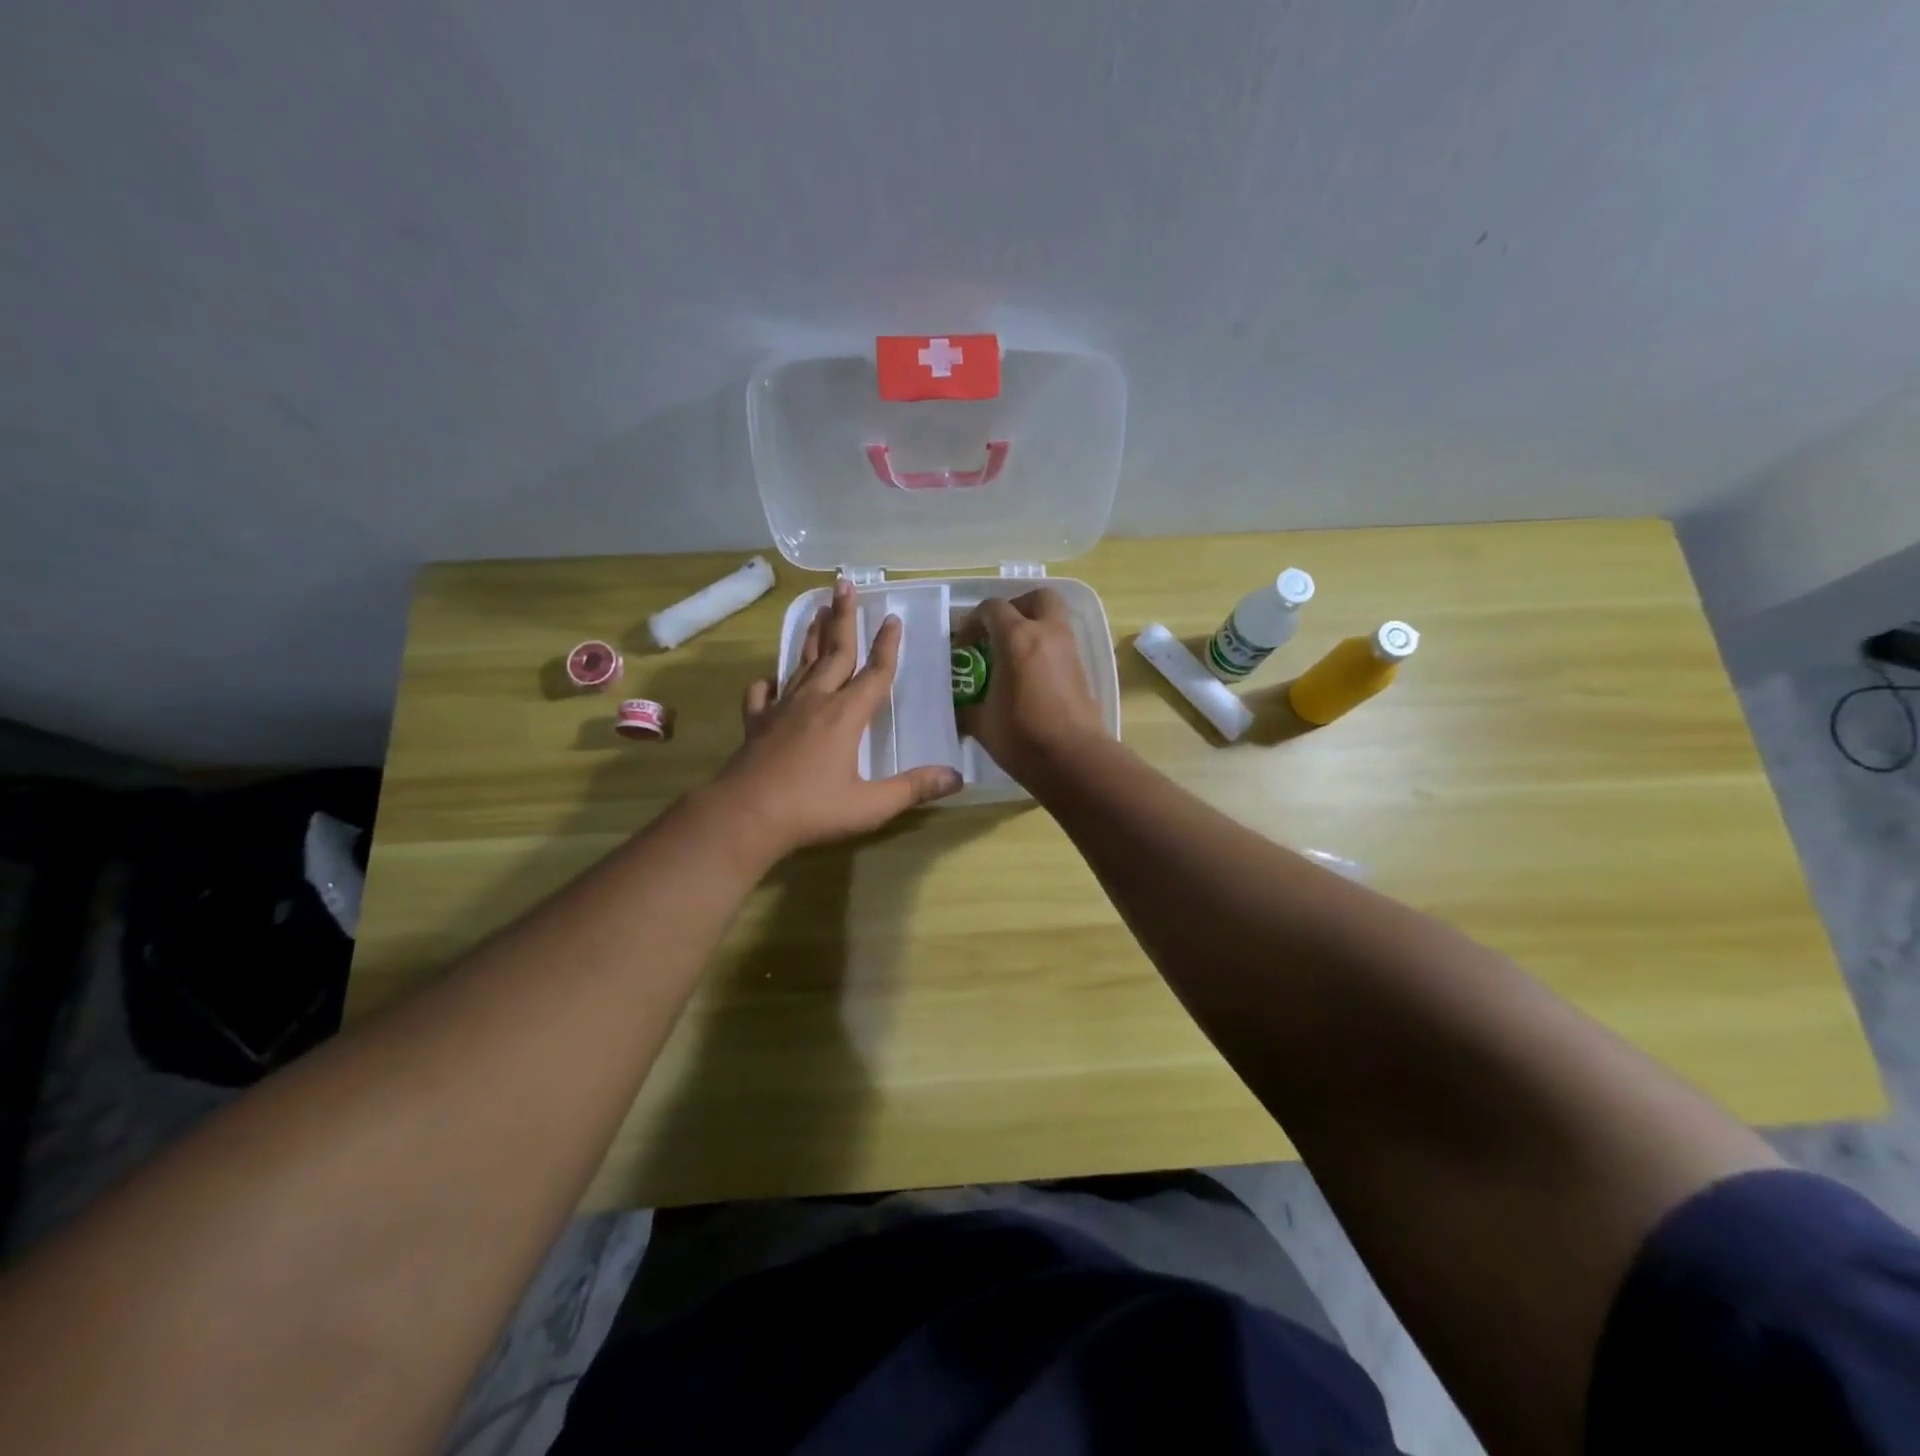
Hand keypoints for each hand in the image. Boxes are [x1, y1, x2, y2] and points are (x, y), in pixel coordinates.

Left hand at [712, 578, 962, 859]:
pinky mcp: (756, 724)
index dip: (888, 645)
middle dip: (843, 618)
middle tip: (845, 584)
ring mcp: (781, 710)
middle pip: (834, 652)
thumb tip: (956, 777)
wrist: (744, 817)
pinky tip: (769, 679)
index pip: (874, 672)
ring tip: (817, 610)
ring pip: (801, 664)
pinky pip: (762, 695)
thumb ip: (913, 789)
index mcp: (846, 715)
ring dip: (812, 637)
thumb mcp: (870, 806)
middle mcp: (815, 701)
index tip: (893, 618)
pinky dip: (768, 683)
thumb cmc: (811, 810)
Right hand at [957, 590, 1106, 783]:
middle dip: (1015, 607)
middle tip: (998, 632)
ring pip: (1053, 619)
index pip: (992, 608)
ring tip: (1012, 657)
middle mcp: (1047, 633)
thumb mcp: (982, 723)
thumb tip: (959, 710)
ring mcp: (1069, 650)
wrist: (1074, 760)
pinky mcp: (1082, 670)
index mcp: (1017, 638)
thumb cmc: (1022, 737)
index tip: (964, 646)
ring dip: (1033, 627)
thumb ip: (967, 707)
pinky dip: (1045, 649)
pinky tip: (1030, 677)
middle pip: (1036, 598)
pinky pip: (1061, 644)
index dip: (972, 622)